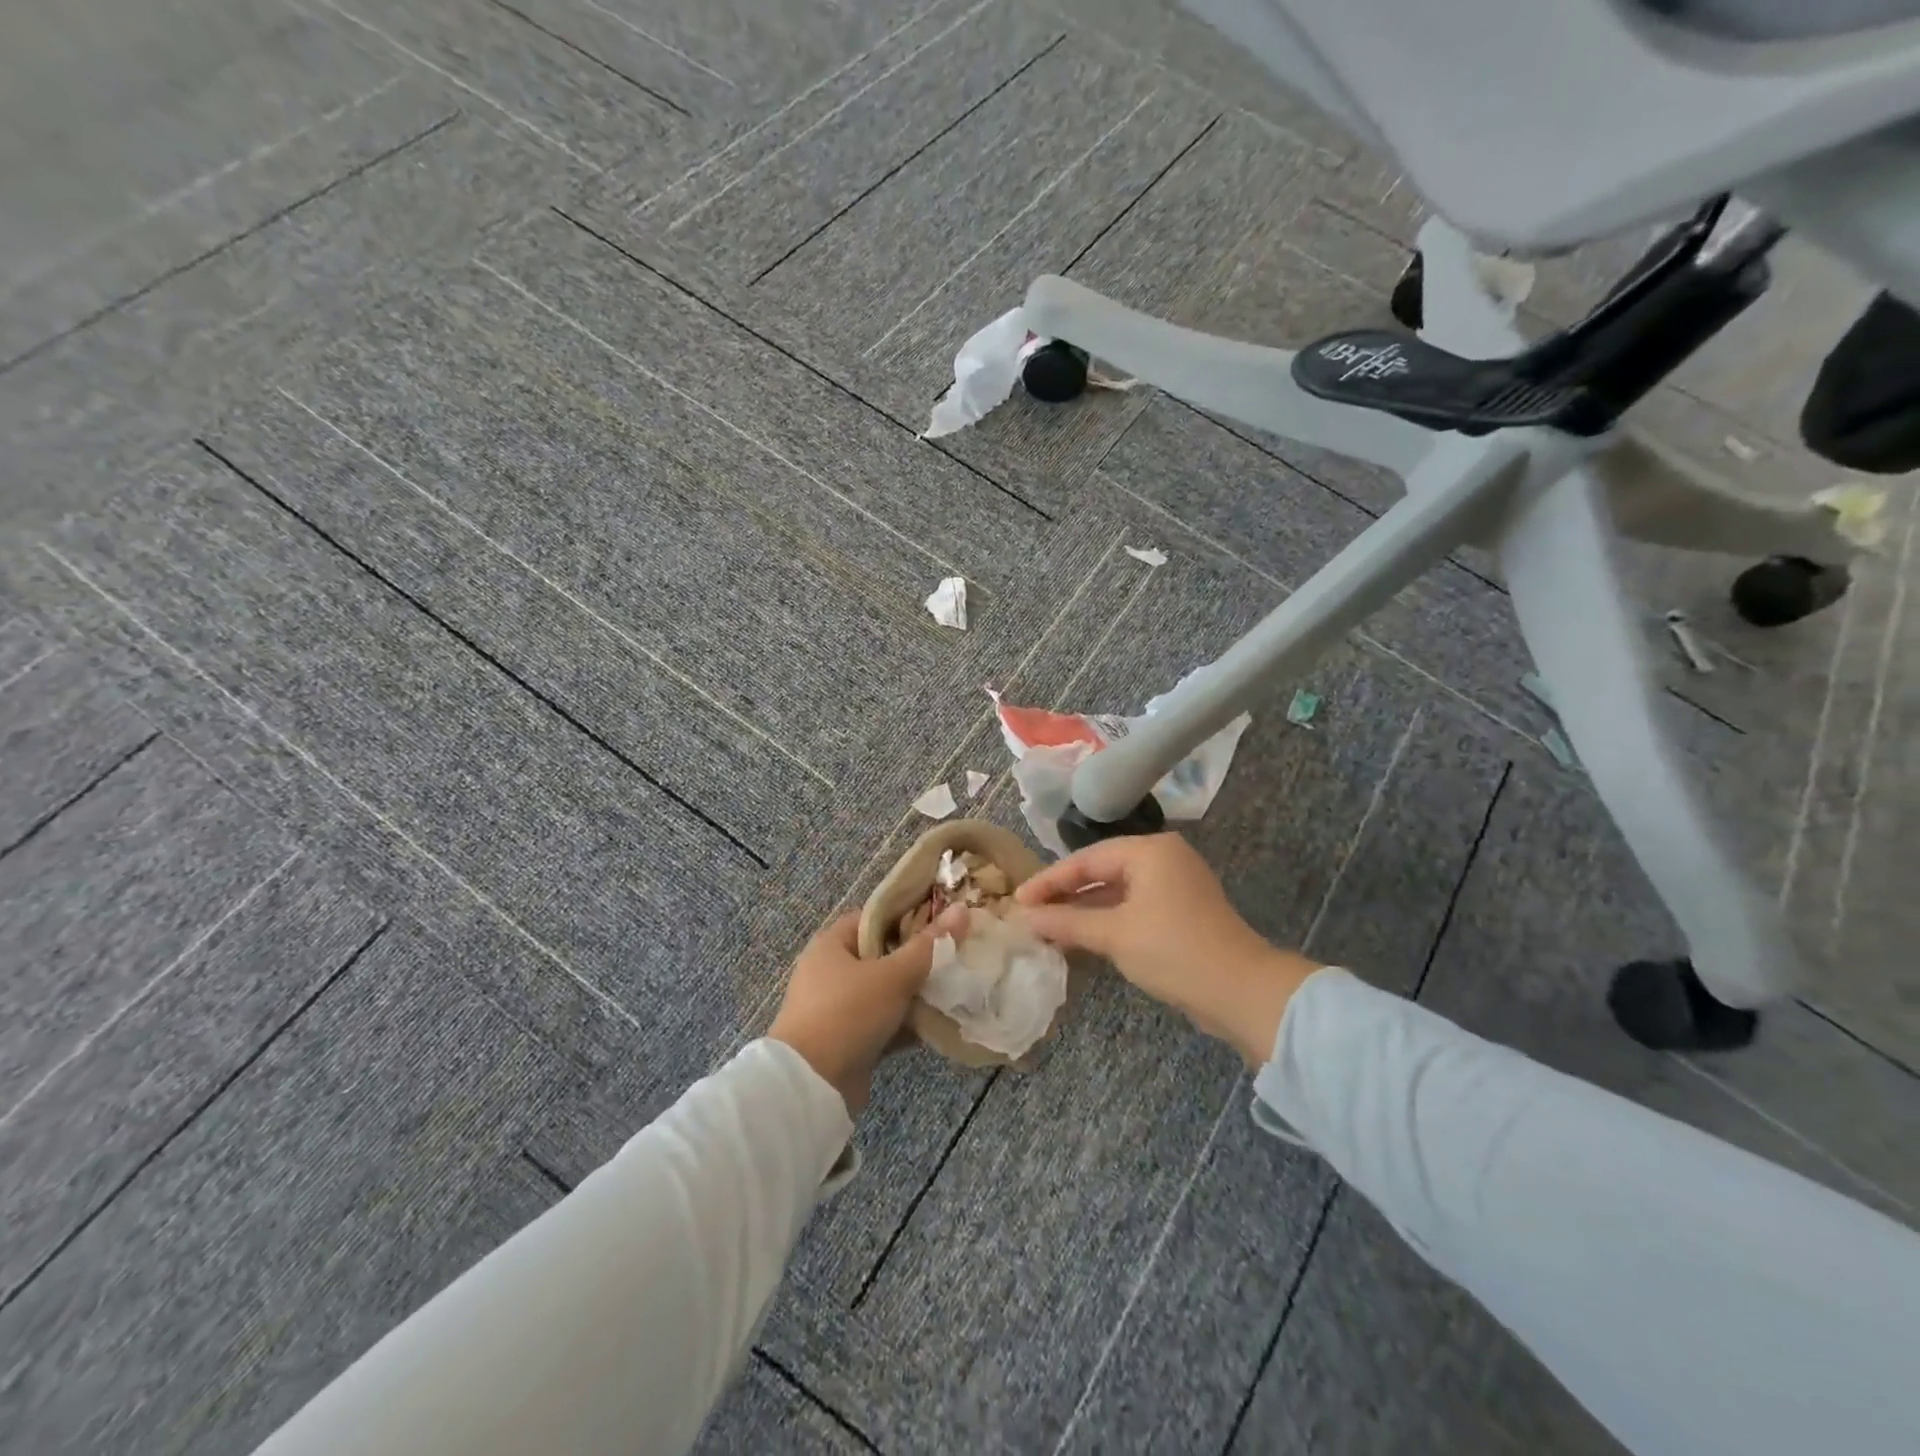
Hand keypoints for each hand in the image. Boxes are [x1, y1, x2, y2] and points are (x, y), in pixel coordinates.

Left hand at [768, 907, 964, 1112]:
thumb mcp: (893, 975)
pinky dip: (904, 1023)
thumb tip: (962, 909)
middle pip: (881, 955)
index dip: (907, 916)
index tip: (941, 923)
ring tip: (952, 989)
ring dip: (913, 994)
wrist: (810, 1086)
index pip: (873, 917)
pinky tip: (936, 1024)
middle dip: (916, 959)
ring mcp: (835, 1008)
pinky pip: (880, 1023)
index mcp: (831, 945)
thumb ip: (929, 945)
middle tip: (952, 957)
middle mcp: (829, 972)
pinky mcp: (845, 1040)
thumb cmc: (849, 1013)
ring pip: (883, 992)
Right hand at [1015, 833, 1318, 1064]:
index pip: (1085, 859)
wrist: (1242, 992)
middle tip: (1029, 913)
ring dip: (1084, 909)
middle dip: (1065, 894)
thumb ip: (1066, 922)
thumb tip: (1024, 917)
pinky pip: (1133, 906)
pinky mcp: (1181, 910)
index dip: (1049, 881)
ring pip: (1116, 890)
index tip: (1017, 901)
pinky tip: (1081, 936)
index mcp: (1149, 851)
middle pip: (1101, 870)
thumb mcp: (1114, 935)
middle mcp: (1163, 858)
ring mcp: (1175, 884)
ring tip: (1048, 927)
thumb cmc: (1173, 951)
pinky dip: (1107, 919)